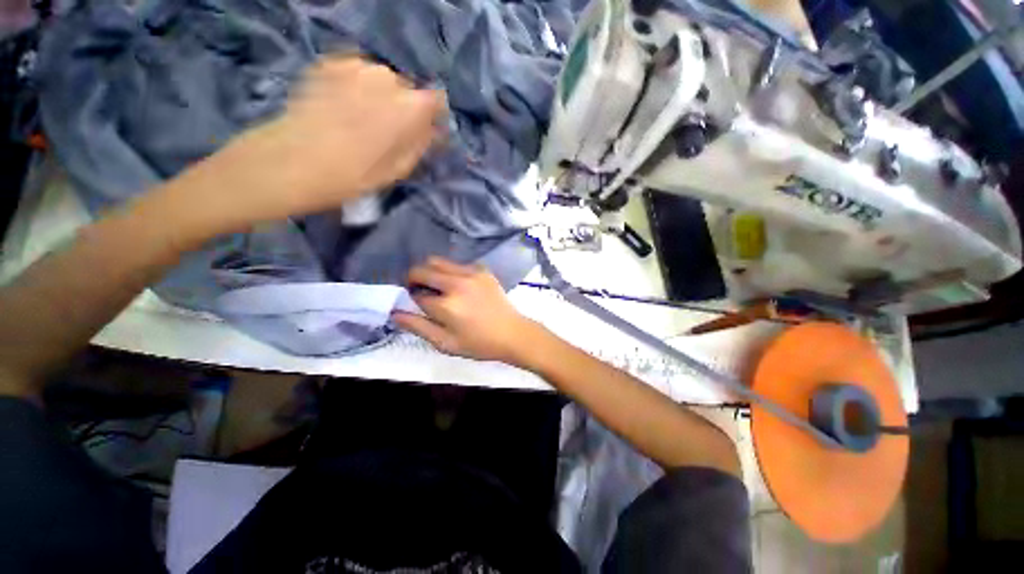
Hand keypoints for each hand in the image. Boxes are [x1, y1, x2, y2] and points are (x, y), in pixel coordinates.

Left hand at [195, 55, 444, 228]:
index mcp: (409, 106)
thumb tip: (432, 130)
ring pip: (382, 80)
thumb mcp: (398, 169)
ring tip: (362, 121)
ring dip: (380, 97)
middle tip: (389, 131)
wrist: (289, 161)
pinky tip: (343, 108)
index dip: (433, 116)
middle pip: (408, 89)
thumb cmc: (351, 175)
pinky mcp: (329, 63)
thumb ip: (420, 144)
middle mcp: (386, 76)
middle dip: (405, 108)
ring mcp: (355, 65)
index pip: (437, 100)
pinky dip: (357, 88)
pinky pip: (357, 74)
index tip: (425, 131)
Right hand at [392, 258, 541, 365]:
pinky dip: (450, 271)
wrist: (512, 333)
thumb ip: (418, 326)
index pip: (416, 294)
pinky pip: (457, 264)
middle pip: (423, 269)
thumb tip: (394, 312)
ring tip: (439, 287)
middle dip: (415, 278)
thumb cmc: (479, 344)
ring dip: (432, 272)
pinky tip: (459, 286)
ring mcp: (472, 273)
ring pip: (439, 261)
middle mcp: (457, 283)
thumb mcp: (445, 343)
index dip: (412, 299)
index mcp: (447, 305)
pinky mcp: (483, 270)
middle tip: (420, 290)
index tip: (417, 305)